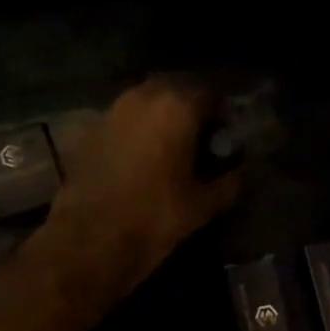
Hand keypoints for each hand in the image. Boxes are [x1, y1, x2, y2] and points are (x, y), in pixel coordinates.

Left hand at [47, 77, 243, 296]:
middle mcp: (143, 96)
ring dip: (161, 118)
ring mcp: (112, 111)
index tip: (228, 136)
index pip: (212, 94)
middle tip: (201, 140)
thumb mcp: (202, 206)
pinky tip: (142, 158)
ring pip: (146, 103)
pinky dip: (137, 132)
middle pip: (176, 90)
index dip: (224, 114)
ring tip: (172, 149)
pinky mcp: (89, 131)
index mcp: (177, 107)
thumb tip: (241, 171)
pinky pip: (123, 121)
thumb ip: (228, 183)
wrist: (90, 240)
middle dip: (191, 110)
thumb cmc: (154, 219)